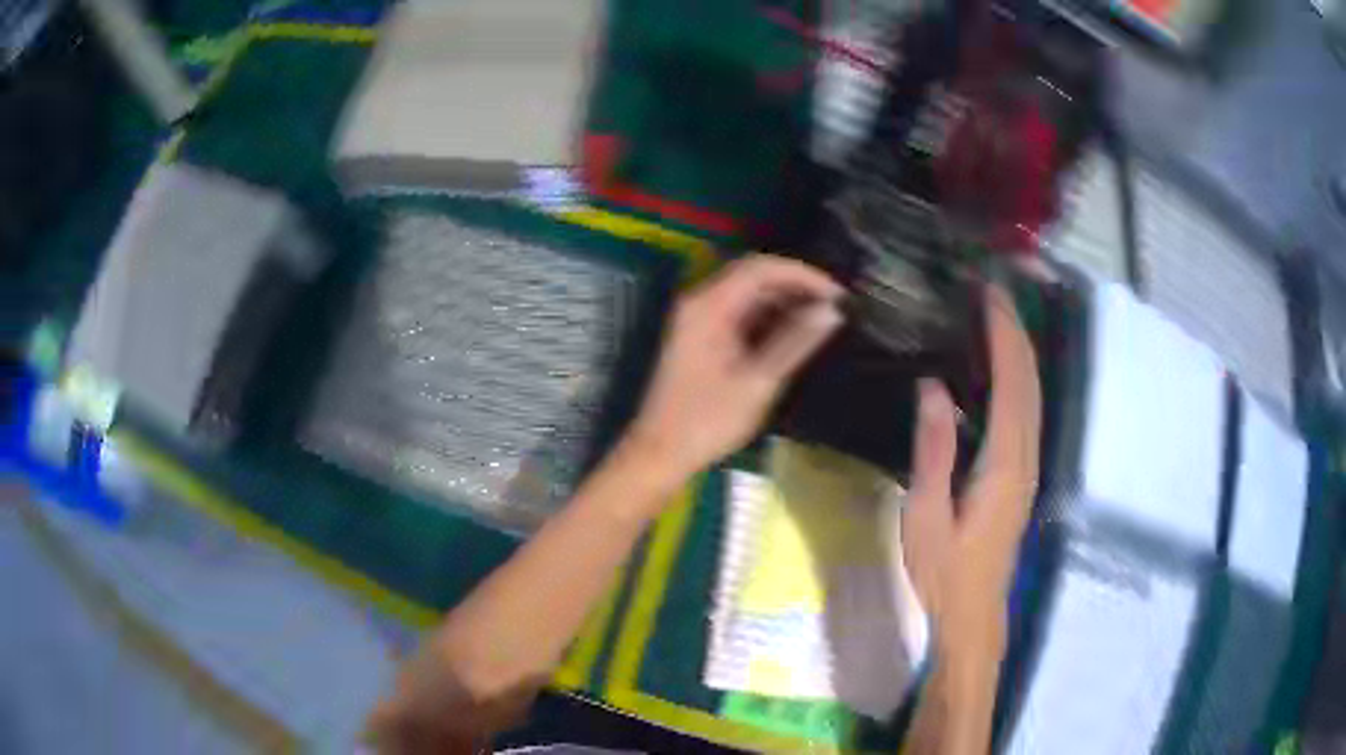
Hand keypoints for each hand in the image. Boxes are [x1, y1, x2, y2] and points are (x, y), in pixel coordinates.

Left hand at [624, 254, 843, 483]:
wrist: (660, 452)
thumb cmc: (707, 420)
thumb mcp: (759, 381)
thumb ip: (796, 341)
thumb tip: (832, 311)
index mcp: (709, 305)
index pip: (762, 267)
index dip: (804, 274)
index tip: (839, 294)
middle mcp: (701, 302)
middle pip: (754, 275)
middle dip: (797, 286)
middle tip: (836, 308)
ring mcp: (698, 318)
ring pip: (749, 295)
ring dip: (785, 302)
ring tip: (823, 321)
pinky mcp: (702, 336)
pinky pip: (740, 313)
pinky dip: (769, 319)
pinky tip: (796, 335)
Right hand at [894, 285, 1041, 665]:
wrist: (974, 612)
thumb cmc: (944, 569)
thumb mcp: (926, 514)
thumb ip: (934, 451)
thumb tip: (934, 387)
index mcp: (1004, 462)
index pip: (1011, 383)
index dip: (1004, 335)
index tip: (990, 295)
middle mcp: (1026, 456)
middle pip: (1030, 382)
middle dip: (1017, 333)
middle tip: (993, 293)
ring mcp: (1029, 466)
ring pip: (1034, 396)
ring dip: (1022, 353)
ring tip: (999, 318)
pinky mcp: (1022, 475)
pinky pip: (1027, 413)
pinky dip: (1019, 380)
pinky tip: (1003, 372)